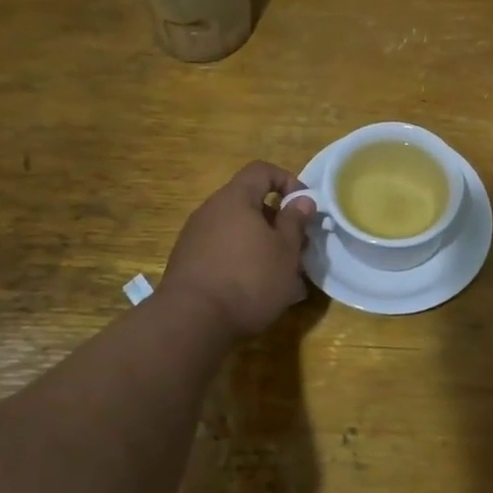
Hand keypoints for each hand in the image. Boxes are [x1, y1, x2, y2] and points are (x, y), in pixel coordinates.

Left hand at [159, 161, 315, 339]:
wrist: (191, 321)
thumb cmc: (248, 279)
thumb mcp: (285, 251)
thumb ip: (295, 222)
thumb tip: (302, 200)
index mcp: (235, 199)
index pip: (262, 170)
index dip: (288, 181)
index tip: (304, 207)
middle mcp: (211, 211)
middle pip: (249, 203)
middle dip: (278, 222)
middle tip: (298, 248)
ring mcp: (195, 238)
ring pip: (238, 232)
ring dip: (262, 246)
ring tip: (283, 277)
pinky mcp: (188, 264)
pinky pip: (223, 253)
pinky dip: (243, 263)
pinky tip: (258, 292)